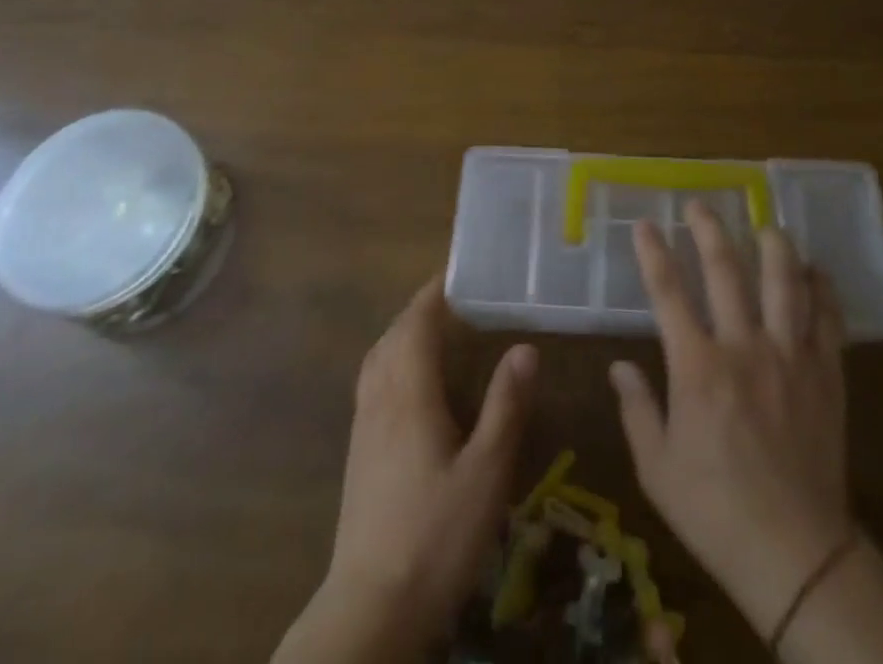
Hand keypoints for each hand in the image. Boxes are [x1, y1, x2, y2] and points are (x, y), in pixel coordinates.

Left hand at [276, 278, 537, 661]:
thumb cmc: (435, 536)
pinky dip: (392, 364)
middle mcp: (379, 400)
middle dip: (419, 310)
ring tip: (434, 332)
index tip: (457, 272)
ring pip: (377, 361)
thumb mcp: (486, 472)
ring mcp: (363, 429)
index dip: (434, 293)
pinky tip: (412, 388)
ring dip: (402, 335)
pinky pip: (373, 385)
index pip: (415, 323)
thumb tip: (524, 346)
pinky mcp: (358, 456)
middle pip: (392, 336)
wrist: (371, 610)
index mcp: (408, 394)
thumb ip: (505, 405)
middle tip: (455, 300)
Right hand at [609, 202, 853, 637]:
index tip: (646, 224)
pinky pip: (827, 319)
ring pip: (784, 282)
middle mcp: (744, 347)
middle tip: (699, 204)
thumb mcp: (657, 468)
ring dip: (773, 245)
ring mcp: (790, 357)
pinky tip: (815, 271)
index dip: (654, 253)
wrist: (796, 554)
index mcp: (697, 367)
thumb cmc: (715, 511)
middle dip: (708, 230)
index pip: (668, 292)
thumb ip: (636, 409)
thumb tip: (619, 365)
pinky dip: (822, 289)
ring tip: (764, 224)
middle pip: (725, 270)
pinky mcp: (826, 374)